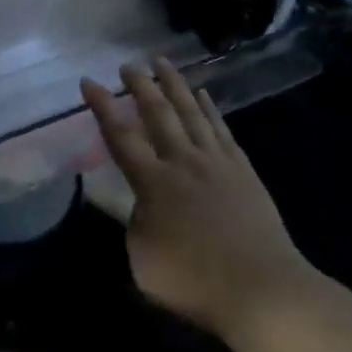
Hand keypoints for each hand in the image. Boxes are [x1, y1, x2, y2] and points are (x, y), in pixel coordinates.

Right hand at [82, 59, 306, 336]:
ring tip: (162, 61)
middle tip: (128, 64)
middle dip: (140, 85)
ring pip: (191, 112)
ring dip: (175, 84)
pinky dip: (210, 108)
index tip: (89, 81)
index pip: (120, 136)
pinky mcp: (242, 170)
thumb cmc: (194, 281)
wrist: (261, 289)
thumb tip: (140, 204)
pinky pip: (221, 129)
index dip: (102, 107)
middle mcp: (182, 162)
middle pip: (158, 114)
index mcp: (152, 183)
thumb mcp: (142, 259)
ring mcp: (216, 162)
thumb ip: (135, 223)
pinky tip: (203, 95)